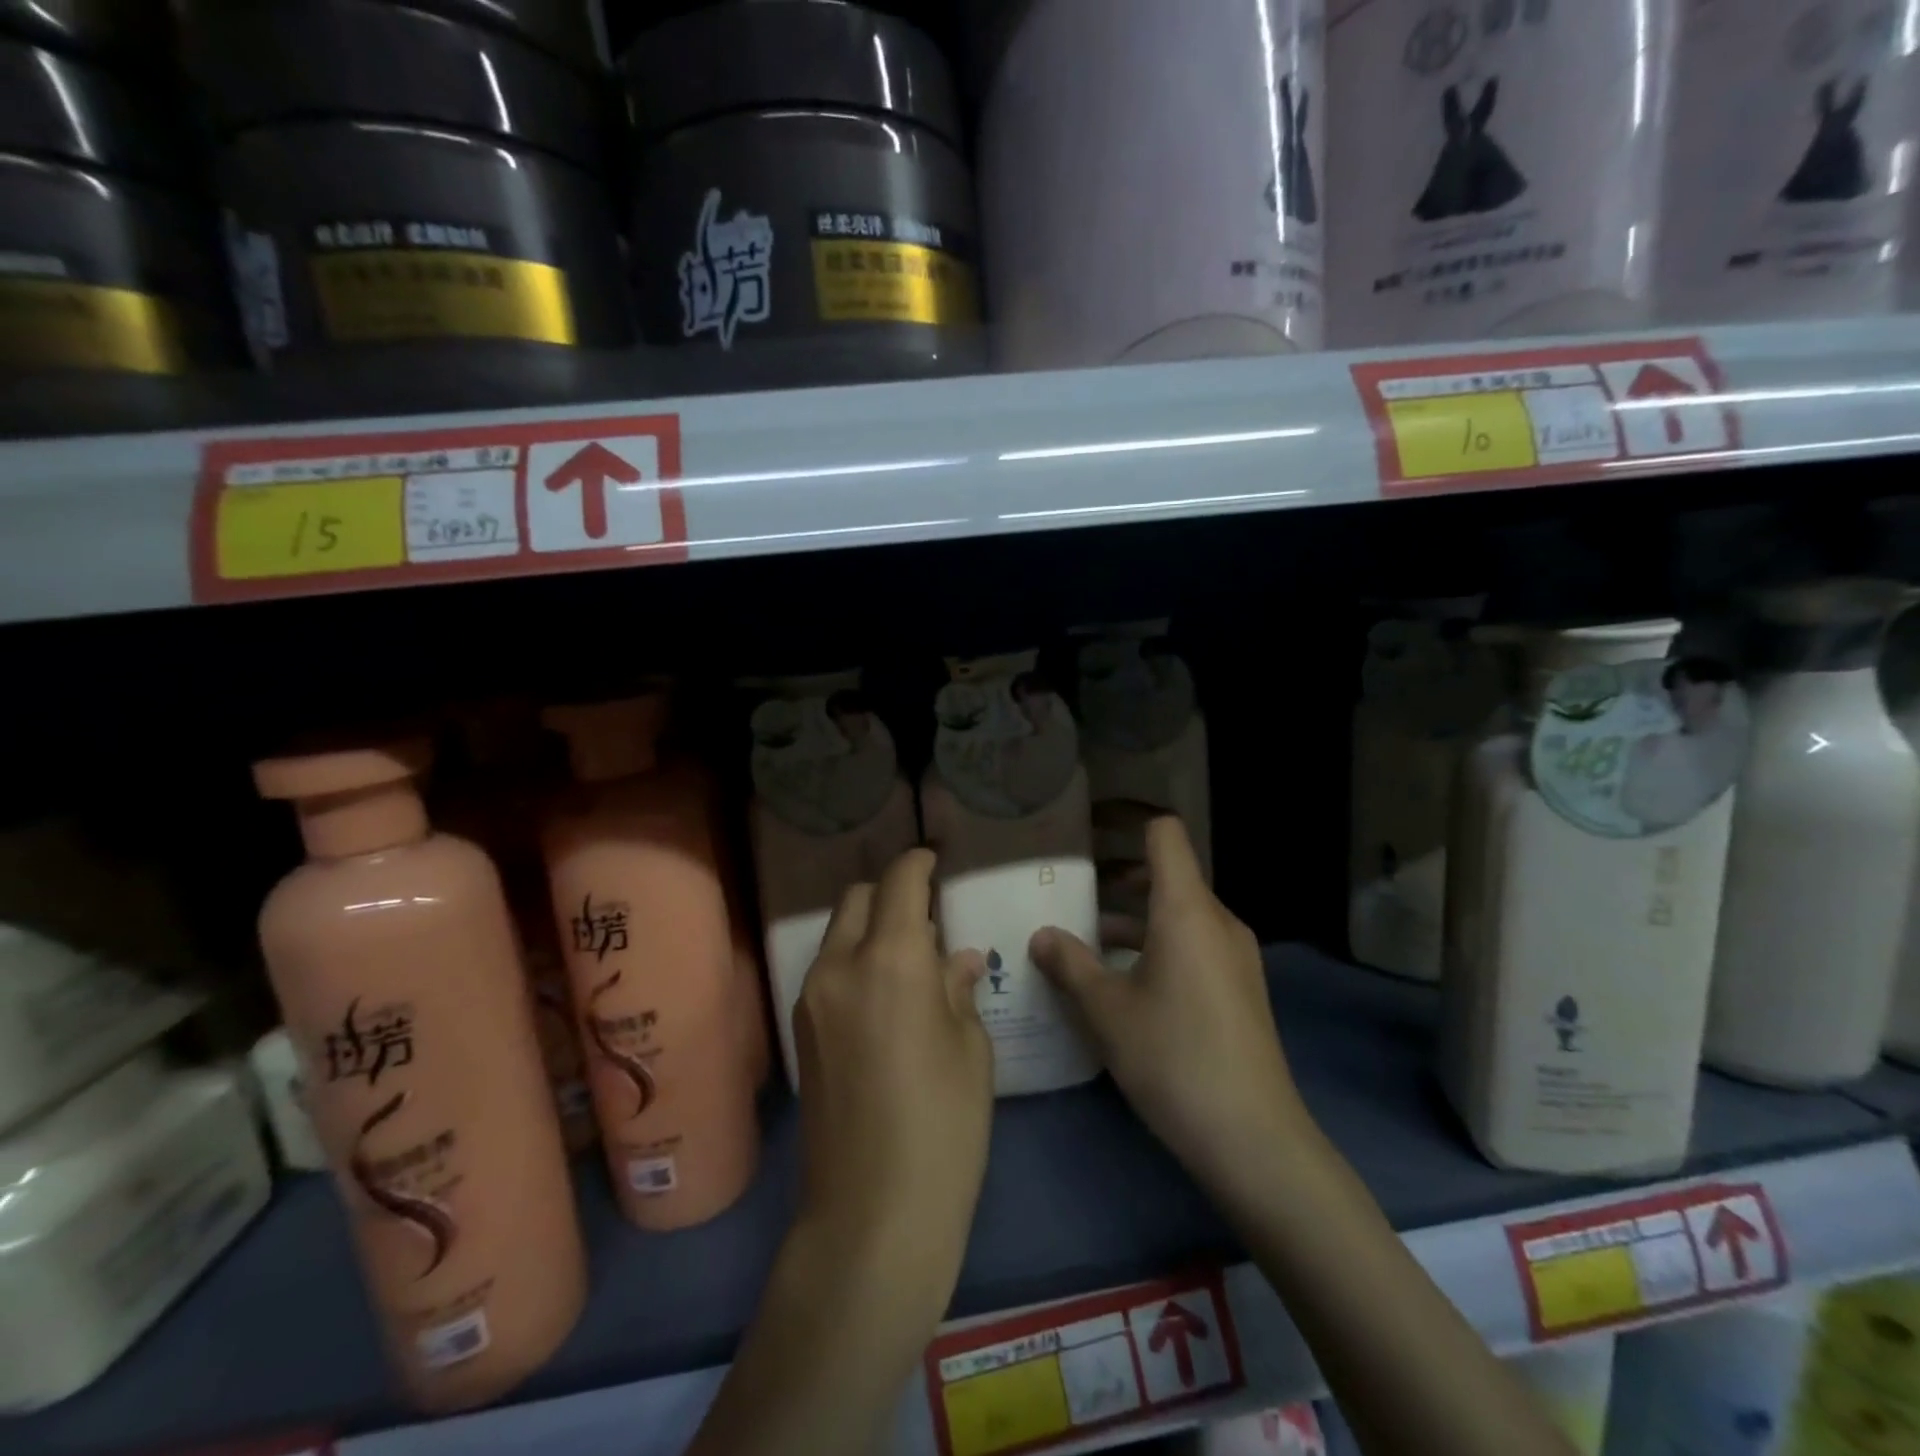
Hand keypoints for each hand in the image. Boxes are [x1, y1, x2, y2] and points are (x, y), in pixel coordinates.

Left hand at [793, 848, 993, 1316]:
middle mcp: (840, 965)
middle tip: (927, 913)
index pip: (899, 882)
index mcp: (890, 960)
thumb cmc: (943, 1126)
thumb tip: (956, 957)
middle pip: (858, 897)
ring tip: (909, 956)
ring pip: (838, 931)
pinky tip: (885, 993)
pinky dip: (854, 958)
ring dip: (870, 926)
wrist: (871, 1213)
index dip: (918, 862)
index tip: (935, 860)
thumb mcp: (970, 1049)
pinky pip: (828, 968)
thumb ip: (957, 988)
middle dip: (891, 891)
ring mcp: (811, 997)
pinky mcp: (800, 1028)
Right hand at [1031, 818, 1309, 1189]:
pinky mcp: (1239, 987)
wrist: (1253, 1138)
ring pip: (1178, 913)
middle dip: (1117, 877)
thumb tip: (1042, 935)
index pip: (1163, 833)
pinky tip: (1122, 981)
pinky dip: (1155, 944)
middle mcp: (1217, 920)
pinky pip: (1192, 943)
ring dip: (1133, 917)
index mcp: (1187, 909)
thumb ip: (1070, 963)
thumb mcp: (1106, 1010)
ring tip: (1085, 940)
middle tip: (1070, 889)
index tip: (1088, 824)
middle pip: (1167, 873)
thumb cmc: (1173, 1056)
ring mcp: (1234, 955)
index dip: (1127, 818)